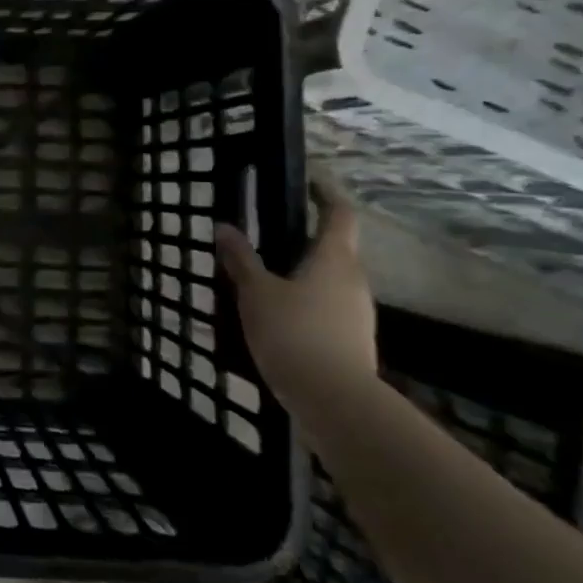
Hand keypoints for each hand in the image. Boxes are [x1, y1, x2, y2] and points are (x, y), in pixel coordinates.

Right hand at [214, 180, 375, 407]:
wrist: (334, 401)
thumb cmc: (294, 332)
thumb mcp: (256, 293)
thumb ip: (241, 259)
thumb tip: (224, 228)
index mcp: (334, 259)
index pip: (339, 213)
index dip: (325, 194)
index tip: (308, 182)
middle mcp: (354, 280)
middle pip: (336, 249)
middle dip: (306, 239)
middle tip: (270, 235)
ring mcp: (357, 314)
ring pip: (331, 282)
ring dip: (304, 275)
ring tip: (266, 279)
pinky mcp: (353, 341)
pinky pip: (328, 309)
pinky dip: (306, 304)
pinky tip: (278, 318)